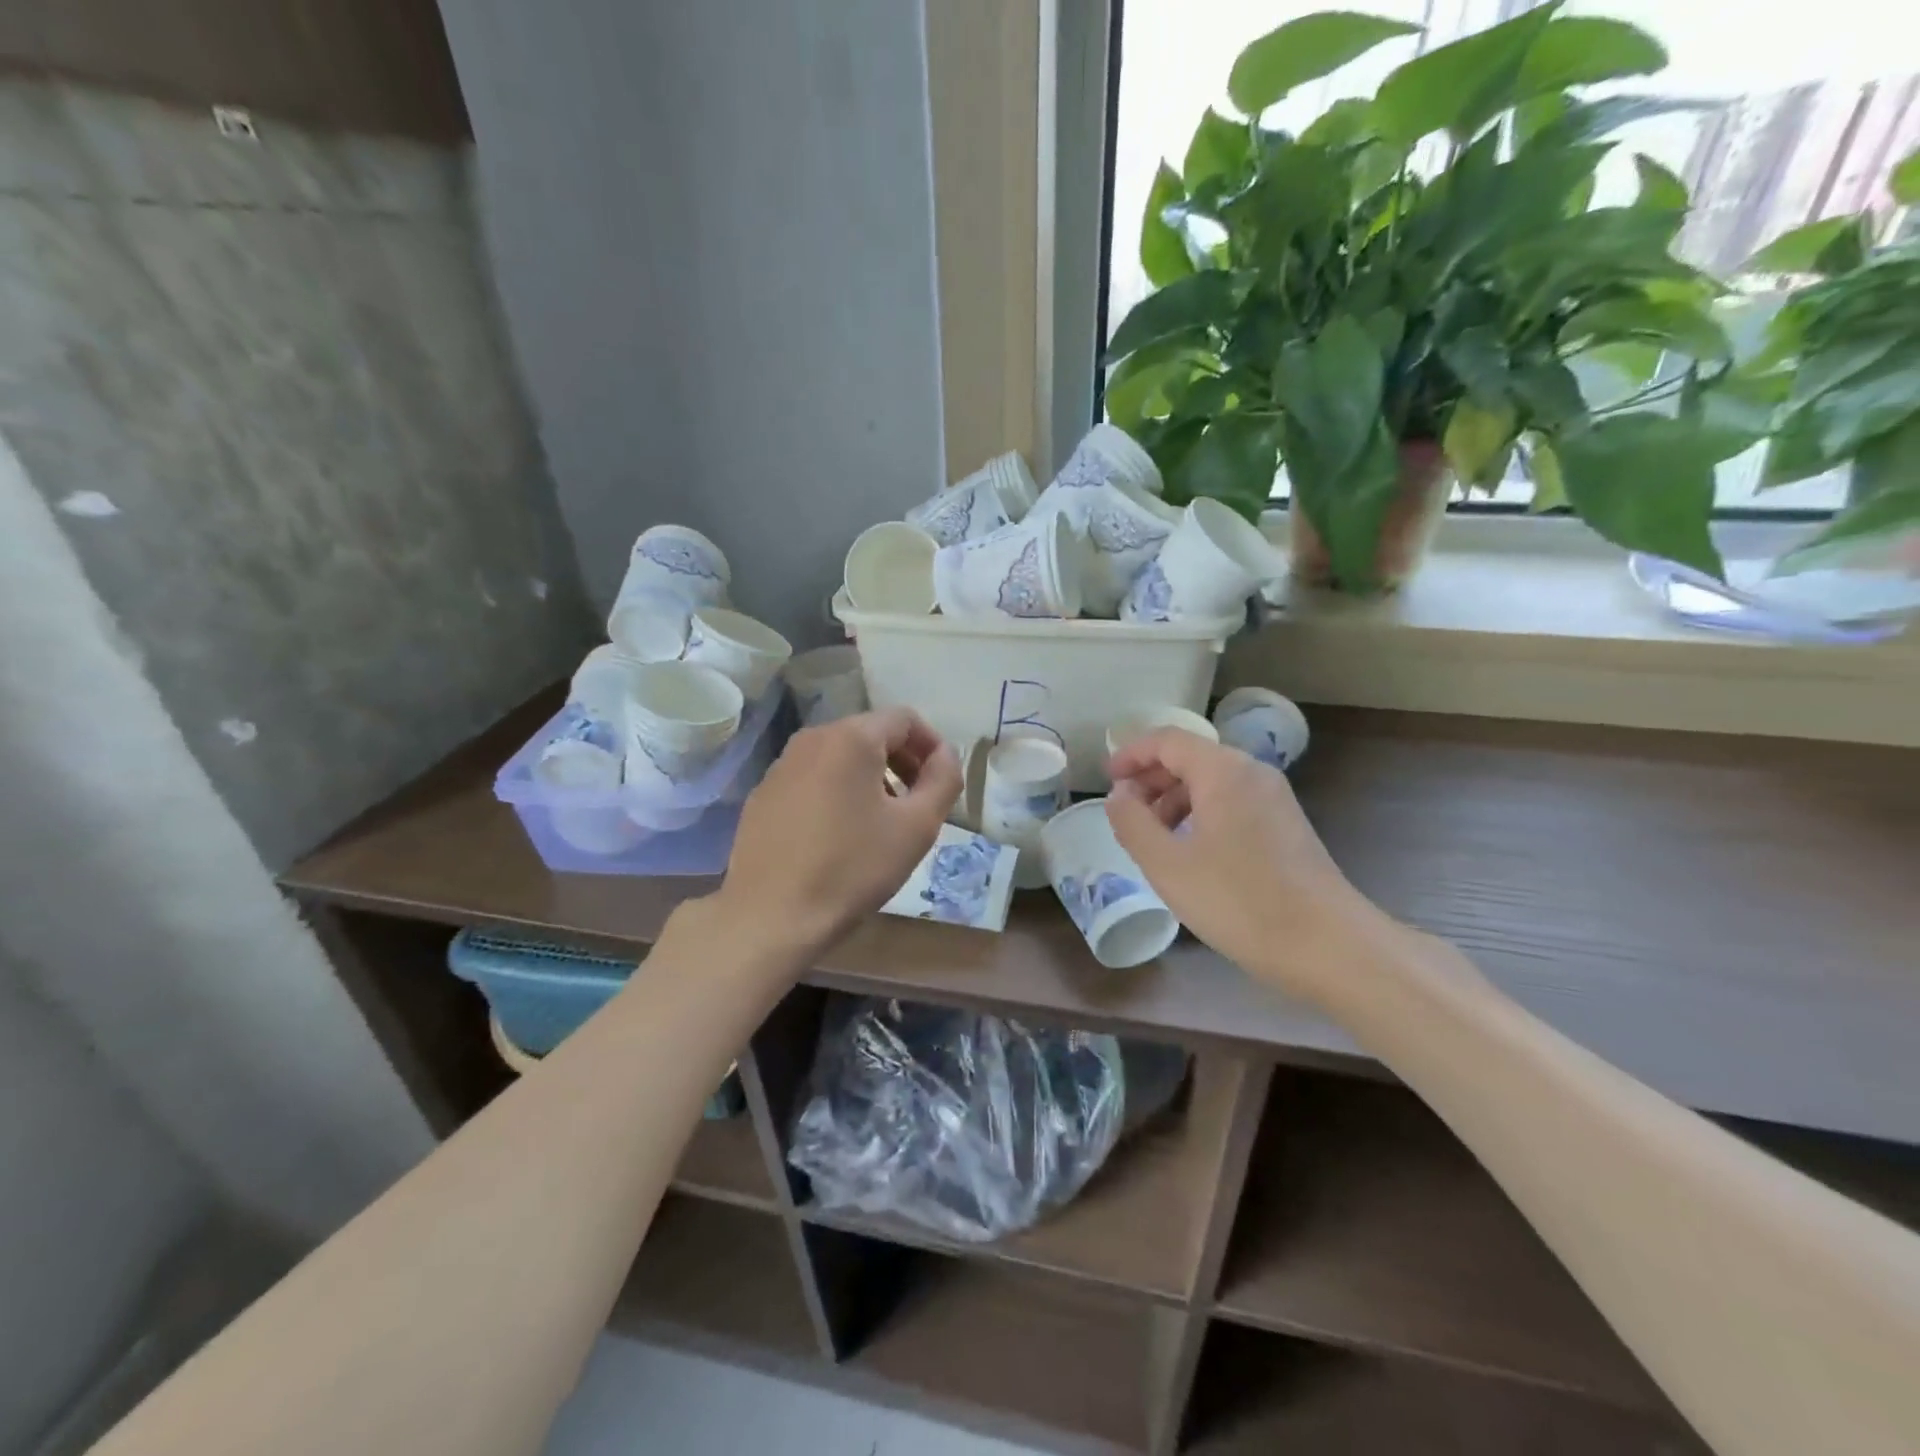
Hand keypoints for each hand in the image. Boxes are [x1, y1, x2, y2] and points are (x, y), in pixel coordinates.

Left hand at [719, 707, 961, 956]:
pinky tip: (839, 835)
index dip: (932, 745)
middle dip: (902, 761)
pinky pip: (812, 778)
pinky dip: (836, 791)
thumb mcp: (917, 826)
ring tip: (881, 821)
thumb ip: (943, 780)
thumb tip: (946, 755)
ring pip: (840, 756)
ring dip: (870, 778)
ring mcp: (781, 766)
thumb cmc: (852, 867)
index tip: (940, 783)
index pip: (904, 719)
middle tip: (917, 803)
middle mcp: (812, 738)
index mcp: (851, 738)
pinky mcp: (763, 794)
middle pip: (870, 733)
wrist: (771, 915)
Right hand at [1104, 729, 1397, 1002]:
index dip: (1131, 754)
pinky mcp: (1286, 827)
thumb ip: (1132, 822)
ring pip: (1212, 783)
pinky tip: (1189, 853)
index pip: (1168, 740)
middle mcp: (1253, 774)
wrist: (1328, 947)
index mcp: (1224, 772)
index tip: (1106, 780)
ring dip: (1174, 800)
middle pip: (1191, 758)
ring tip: (1152, 838)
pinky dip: (1200, 816)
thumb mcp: (1168, 865)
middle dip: (1151, 779)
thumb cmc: (1239, 901)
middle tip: (1123, 811)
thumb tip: (1119, 795)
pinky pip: (1232, 804)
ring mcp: (1275, 800)